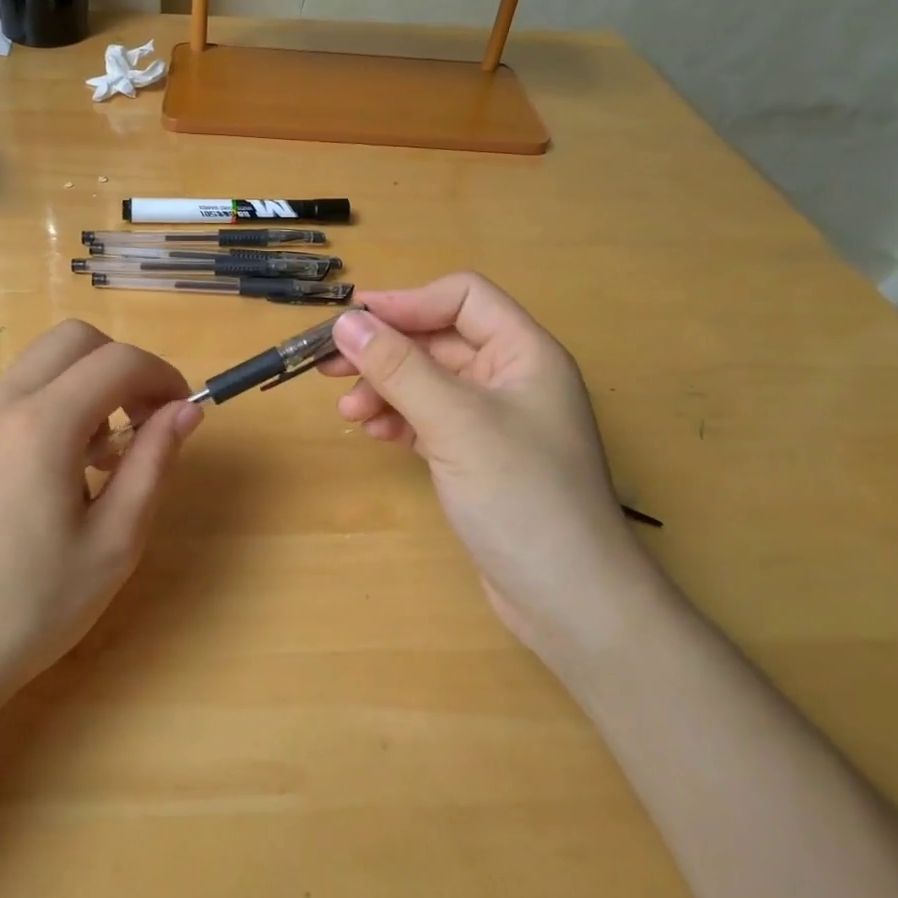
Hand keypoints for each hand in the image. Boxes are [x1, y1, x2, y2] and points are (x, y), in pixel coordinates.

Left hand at [0, 320, 200, 704]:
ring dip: (87, 383)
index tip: (183, 413)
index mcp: (43, 425)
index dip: (163, 375)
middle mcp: (2, 405)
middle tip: (145, 420)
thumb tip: (188, 409)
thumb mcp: (114, 541)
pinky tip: (64, 470)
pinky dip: (55, 403)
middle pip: (74, 339)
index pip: (118, 361)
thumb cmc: (31, 606)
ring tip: (105, 454)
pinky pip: (18, 393)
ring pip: (42, 362)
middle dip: (122, 364)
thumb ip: (153, 463)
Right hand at [318, 275, 649, 660]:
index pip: (463, 297)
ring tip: (349, 413)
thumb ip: (398, 368)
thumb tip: (345, 323)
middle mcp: (513, 377)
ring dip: (386, 388)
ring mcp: (496, 420)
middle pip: (439, 340)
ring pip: (429, 382)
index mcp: (525, 352)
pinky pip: (430, 419)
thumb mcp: (454, 422)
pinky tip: (374, 433)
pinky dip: (399, 419)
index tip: (353, 322)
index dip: (408, 303)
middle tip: (328, 366)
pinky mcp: (479, 457)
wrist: (569, 600)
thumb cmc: (521, 496)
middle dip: (385, 352)